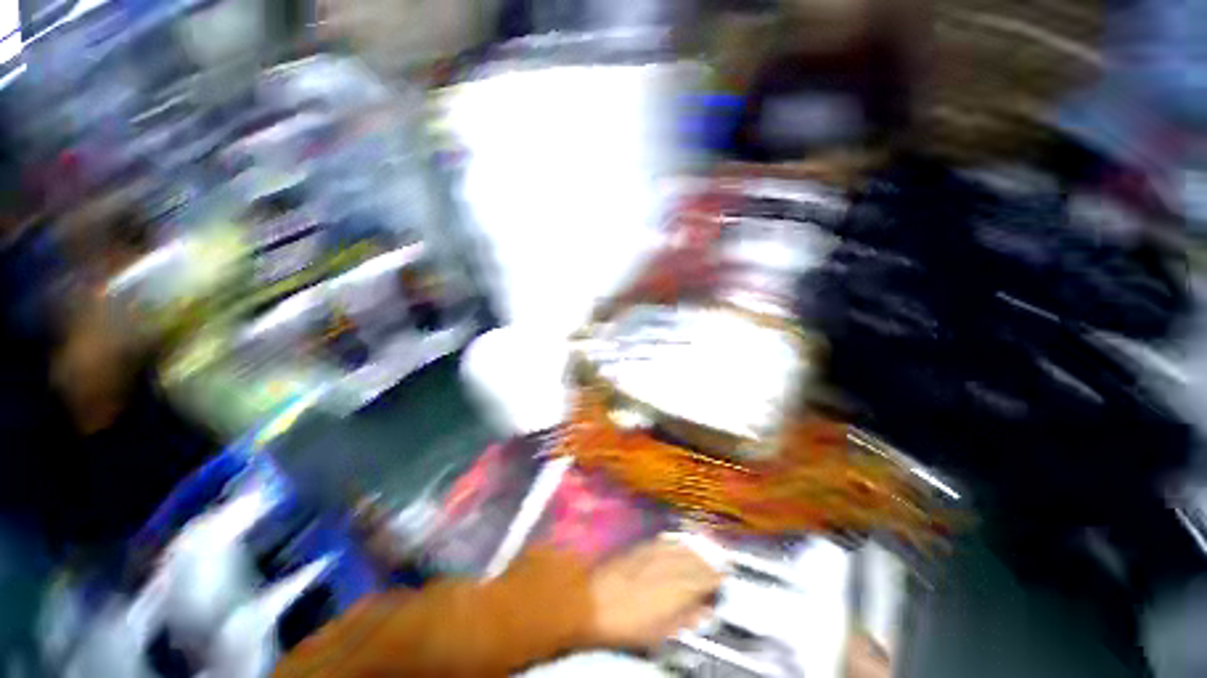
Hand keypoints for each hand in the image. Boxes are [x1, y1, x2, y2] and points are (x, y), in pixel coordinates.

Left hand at [587, 540, 722, 649]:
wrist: (593, 602)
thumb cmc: (627, 623)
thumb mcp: (661, 630)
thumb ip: (685, 617)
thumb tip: (702, 611)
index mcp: (677, 588)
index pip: (705, 578)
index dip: (716, 578)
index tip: (723, 578)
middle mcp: (668, 564)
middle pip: (696, 559)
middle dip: (708, 562)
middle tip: (717, 567)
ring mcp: (654, 552)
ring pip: (682, 546)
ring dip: (694, 550)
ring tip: (702, 554)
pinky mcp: (641, 546)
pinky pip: (665, 541)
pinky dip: (676, 543)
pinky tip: (679, 544)